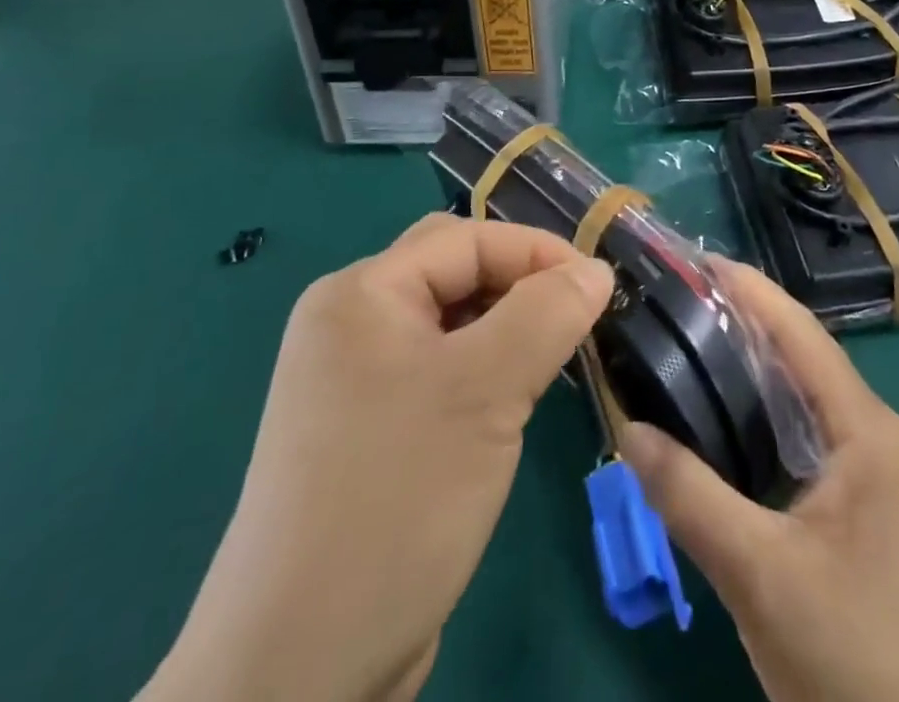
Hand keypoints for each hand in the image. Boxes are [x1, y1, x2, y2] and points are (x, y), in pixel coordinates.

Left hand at [141, 214, 613, 701]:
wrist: (298, 669)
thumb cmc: (397, 497)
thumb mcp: (486, 391)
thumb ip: (547, 314)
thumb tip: (595, 270)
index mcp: (360, 292)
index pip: (466, 239)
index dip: (537, 252)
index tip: (600, 287)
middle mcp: (349, 323)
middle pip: (454, 273)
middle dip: (519, 286)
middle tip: (576, 319)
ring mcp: (352, 380)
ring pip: (450, 325)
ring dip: (505, 332)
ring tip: (553, 360)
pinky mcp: (366, 430)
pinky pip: (437, 372)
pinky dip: (482, 372)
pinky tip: (511, 404)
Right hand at [622, 260, 898, 701]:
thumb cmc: (858, 659)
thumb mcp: (762, 576)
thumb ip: (691, 498)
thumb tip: (628, 430)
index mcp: (865, 431)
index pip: (801, 334)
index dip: (750, 290)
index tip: (696, 258)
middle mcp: (873, 436)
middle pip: (799, 357)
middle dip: (741, 321)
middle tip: (675, 299)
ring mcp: (870, 474)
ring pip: (799, 398)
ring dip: (748, 368)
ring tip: (685, 341)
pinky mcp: (858, 509)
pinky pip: (801, 436)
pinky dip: (758, 415)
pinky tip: (718, 418)